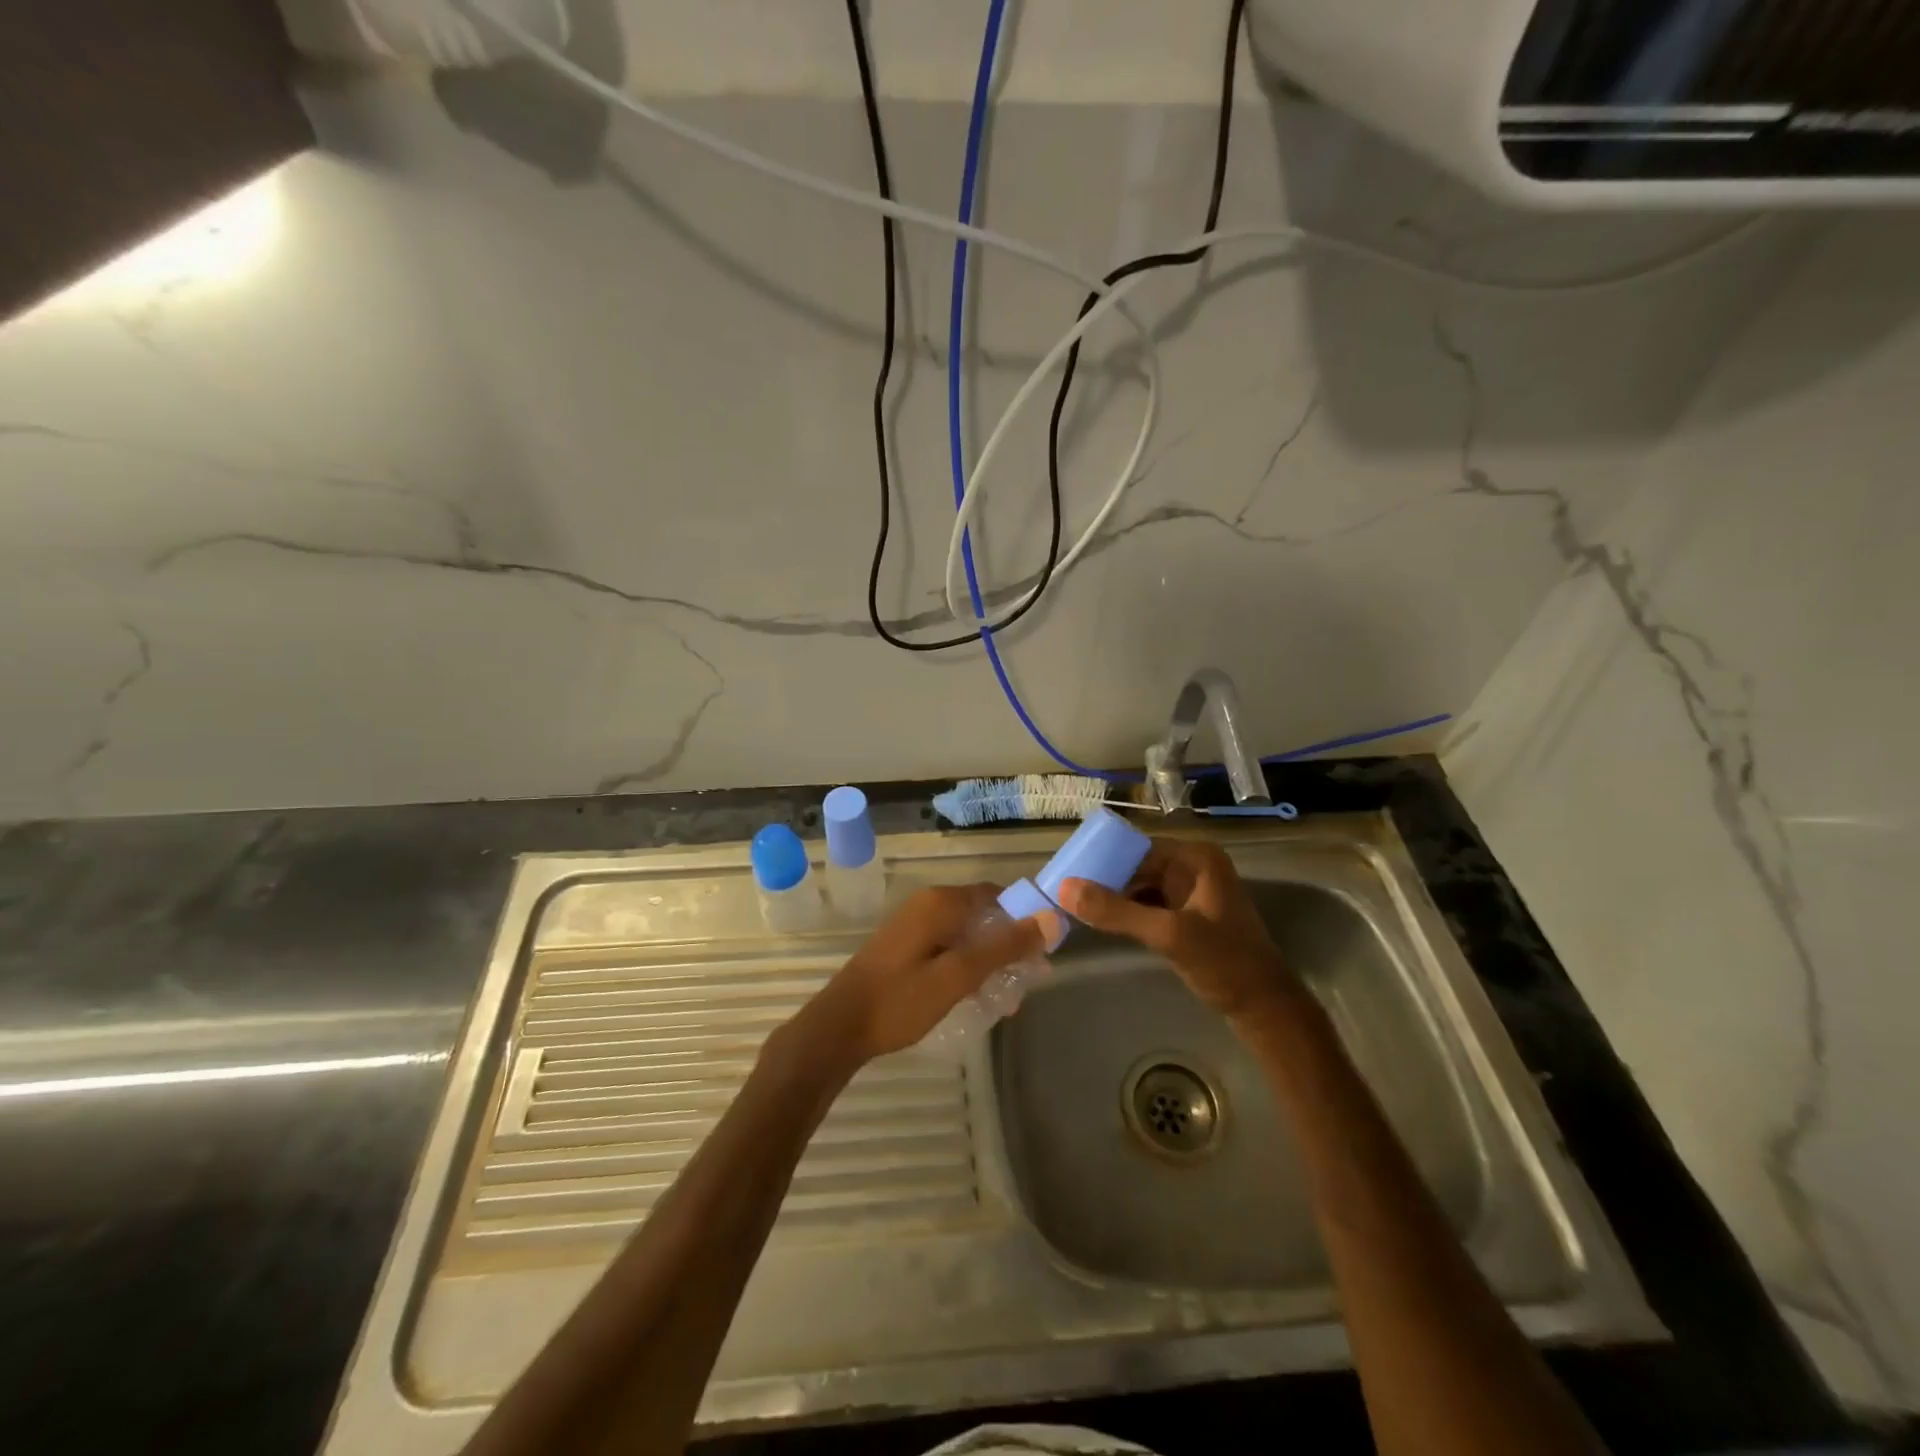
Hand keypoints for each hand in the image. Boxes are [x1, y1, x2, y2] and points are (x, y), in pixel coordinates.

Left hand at [799, 885, 1059, 1066]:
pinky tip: (977, 995)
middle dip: (1009, 945)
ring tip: (1008, 997)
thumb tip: (1049, 918)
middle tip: (1029, 981)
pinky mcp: (906, 947)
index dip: (1024, 918)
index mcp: (940, 902)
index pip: (997, 895)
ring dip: (990, 959)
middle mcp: (928, 904)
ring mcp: (914, 925)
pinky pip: (949, 946)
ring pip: (966, 934)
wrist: (839, 1028)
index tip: (1044, 950)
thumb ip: (1003, 947)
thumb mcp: (958, 976)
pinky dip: (968, 965)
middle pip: (983, 915)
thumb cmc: (900, 1000)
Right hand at [1059, 839, 1298, 1022]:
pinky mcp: (1187, 916)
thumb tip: (1064, 888)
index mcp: (1196, 858)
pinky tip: (1101, 923)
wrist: (1265, 1010)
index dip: (1102, 858)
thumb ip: (1116, 911)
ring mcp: (1191, 892)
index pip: (1137, 848)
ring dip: (1113, 897)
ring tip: (1074, 906)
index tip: (1066, 872)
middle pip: (1137, 866)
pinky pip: (1148, 905)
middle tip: (1064, 892)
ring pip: (1140, 887)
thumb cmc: (1224, 963)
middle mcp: (1193, 867)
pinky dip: (1126, 913)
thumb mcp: (1168, 934)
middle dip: (1104, 879)